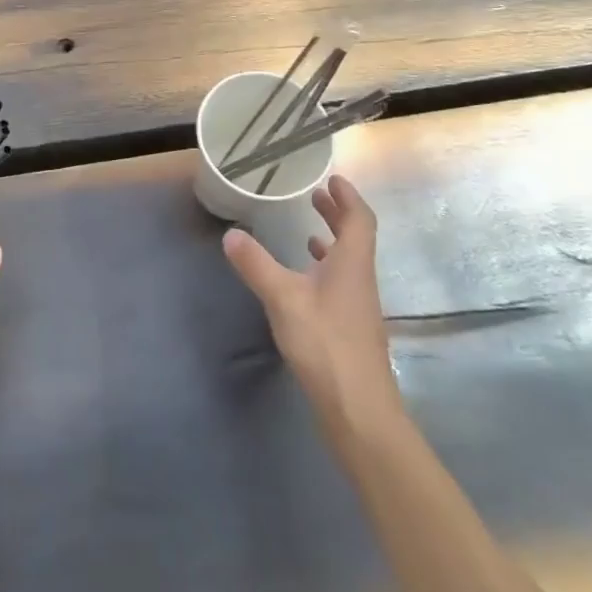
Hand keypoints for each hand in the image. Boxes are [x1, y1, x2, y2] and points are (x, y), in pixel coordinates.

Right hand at [223, 173, 402, 428]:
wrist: (360, 413)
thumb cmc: (326, 345)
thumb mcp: (283, 299)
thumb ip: (256, 264)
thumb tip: (231, 233)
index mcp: (352, 265)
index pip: (360, 220)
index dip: (348, 197)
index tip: (332, 178)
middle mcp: (360, 281)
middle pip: (356, 238)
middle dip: (337, 215)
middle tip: (316, 196)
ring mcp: (358, 308)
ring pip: (348, 262)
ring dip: (332, 241)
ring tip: (308, 230)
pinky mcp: (350, 330)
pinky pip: (341, 284)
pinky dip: (324, 270)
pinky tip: (304, 280)